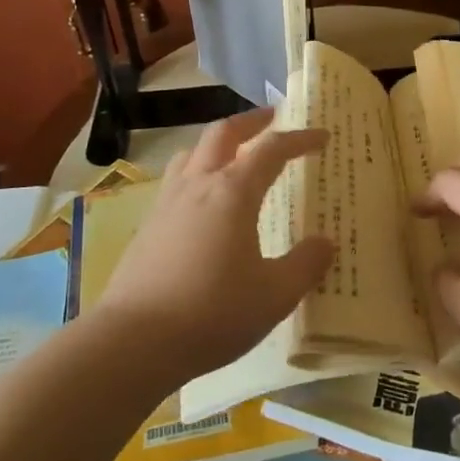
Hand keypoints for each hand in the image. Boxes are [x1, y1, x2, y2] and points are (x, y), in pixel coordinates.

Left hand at [92, 109, 331, 384]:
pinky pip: (176, 179)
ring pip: (192, 151)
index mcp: (233, 192)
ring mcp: (167, 201)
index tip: (321, 135)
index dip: (299, 138)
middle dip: (251, 121)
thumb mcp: (274, 296)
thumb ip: (305, 265)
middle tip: (272, 119)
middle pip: (224, 133)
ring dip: (218, 142)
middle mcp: (199, 184)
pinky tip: (201, 201)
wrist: (133, 341)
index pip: (271, 149)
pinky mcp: (148, 224)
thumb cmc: (213, 313)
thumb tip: (326, 242)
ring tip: (233, 154)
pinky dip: (196, 171)